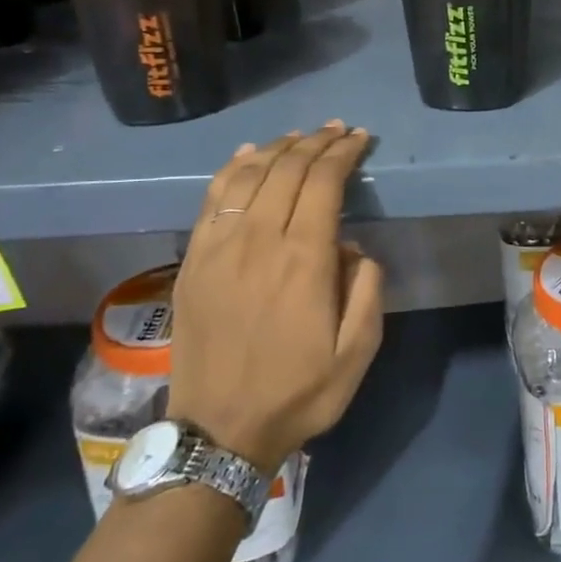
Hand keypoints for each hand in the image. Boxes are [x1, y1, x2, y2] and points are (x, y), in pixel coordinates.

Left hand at [168, 123, 384, 470]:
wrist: (219, 431)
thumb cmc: (298, 392)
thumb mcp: (358, 352)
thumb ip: (367, 291)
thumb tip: (354, 249)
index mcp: (304, 261)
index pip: (324, 183)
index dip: (343, 153)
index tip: (359, 138)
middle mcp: (259, 241)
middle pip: (287, 170)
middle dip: (316, 143)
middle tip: (337, 130)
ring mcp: (219, 248)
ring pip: (248, 175)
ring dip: (278, 148)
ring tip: (300, 136)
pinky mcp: (193, 261)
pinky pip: (213, 199)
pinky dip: (233, 168)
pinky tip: (250, 154)